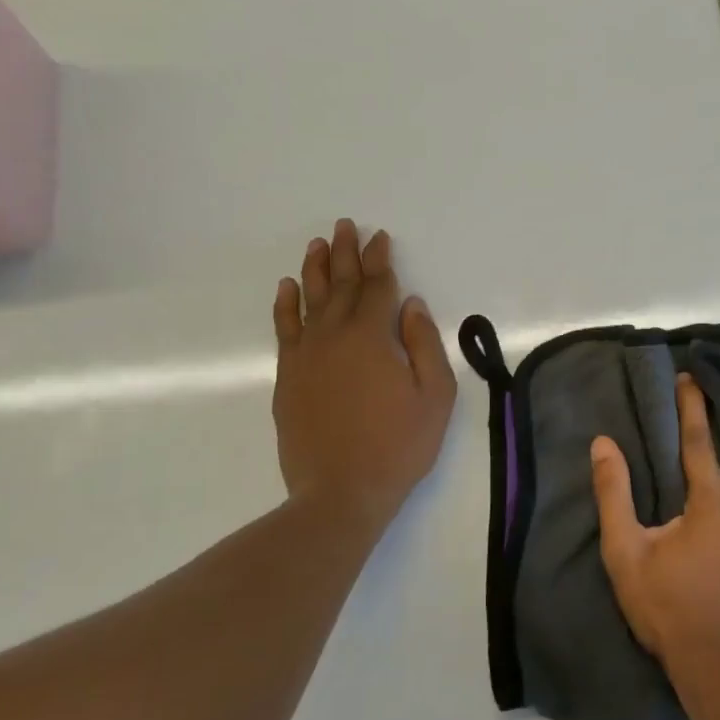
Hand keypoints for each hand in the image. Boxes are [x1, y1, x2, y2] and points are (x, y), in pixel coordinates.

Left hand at [271, 219, 456, 538]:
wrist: (340, 493)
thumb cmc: (398, 445)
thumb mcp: (434, 396)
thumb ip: (424, 344)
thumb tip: (411, 305)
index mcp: (373, 338)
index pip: (377, 287)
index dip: (380, 260)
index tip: (380, 237)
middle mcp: (334, 337)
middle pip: (340, 285)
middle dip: (346, 254)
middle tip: (346, 226)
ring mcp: (306, 357)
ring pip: (309, 301)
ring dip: (315, 270)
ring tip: (318, 244)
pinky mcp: (288, 378)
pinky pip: (284, 330)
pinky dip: (285, 305)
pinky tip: (287, 287)